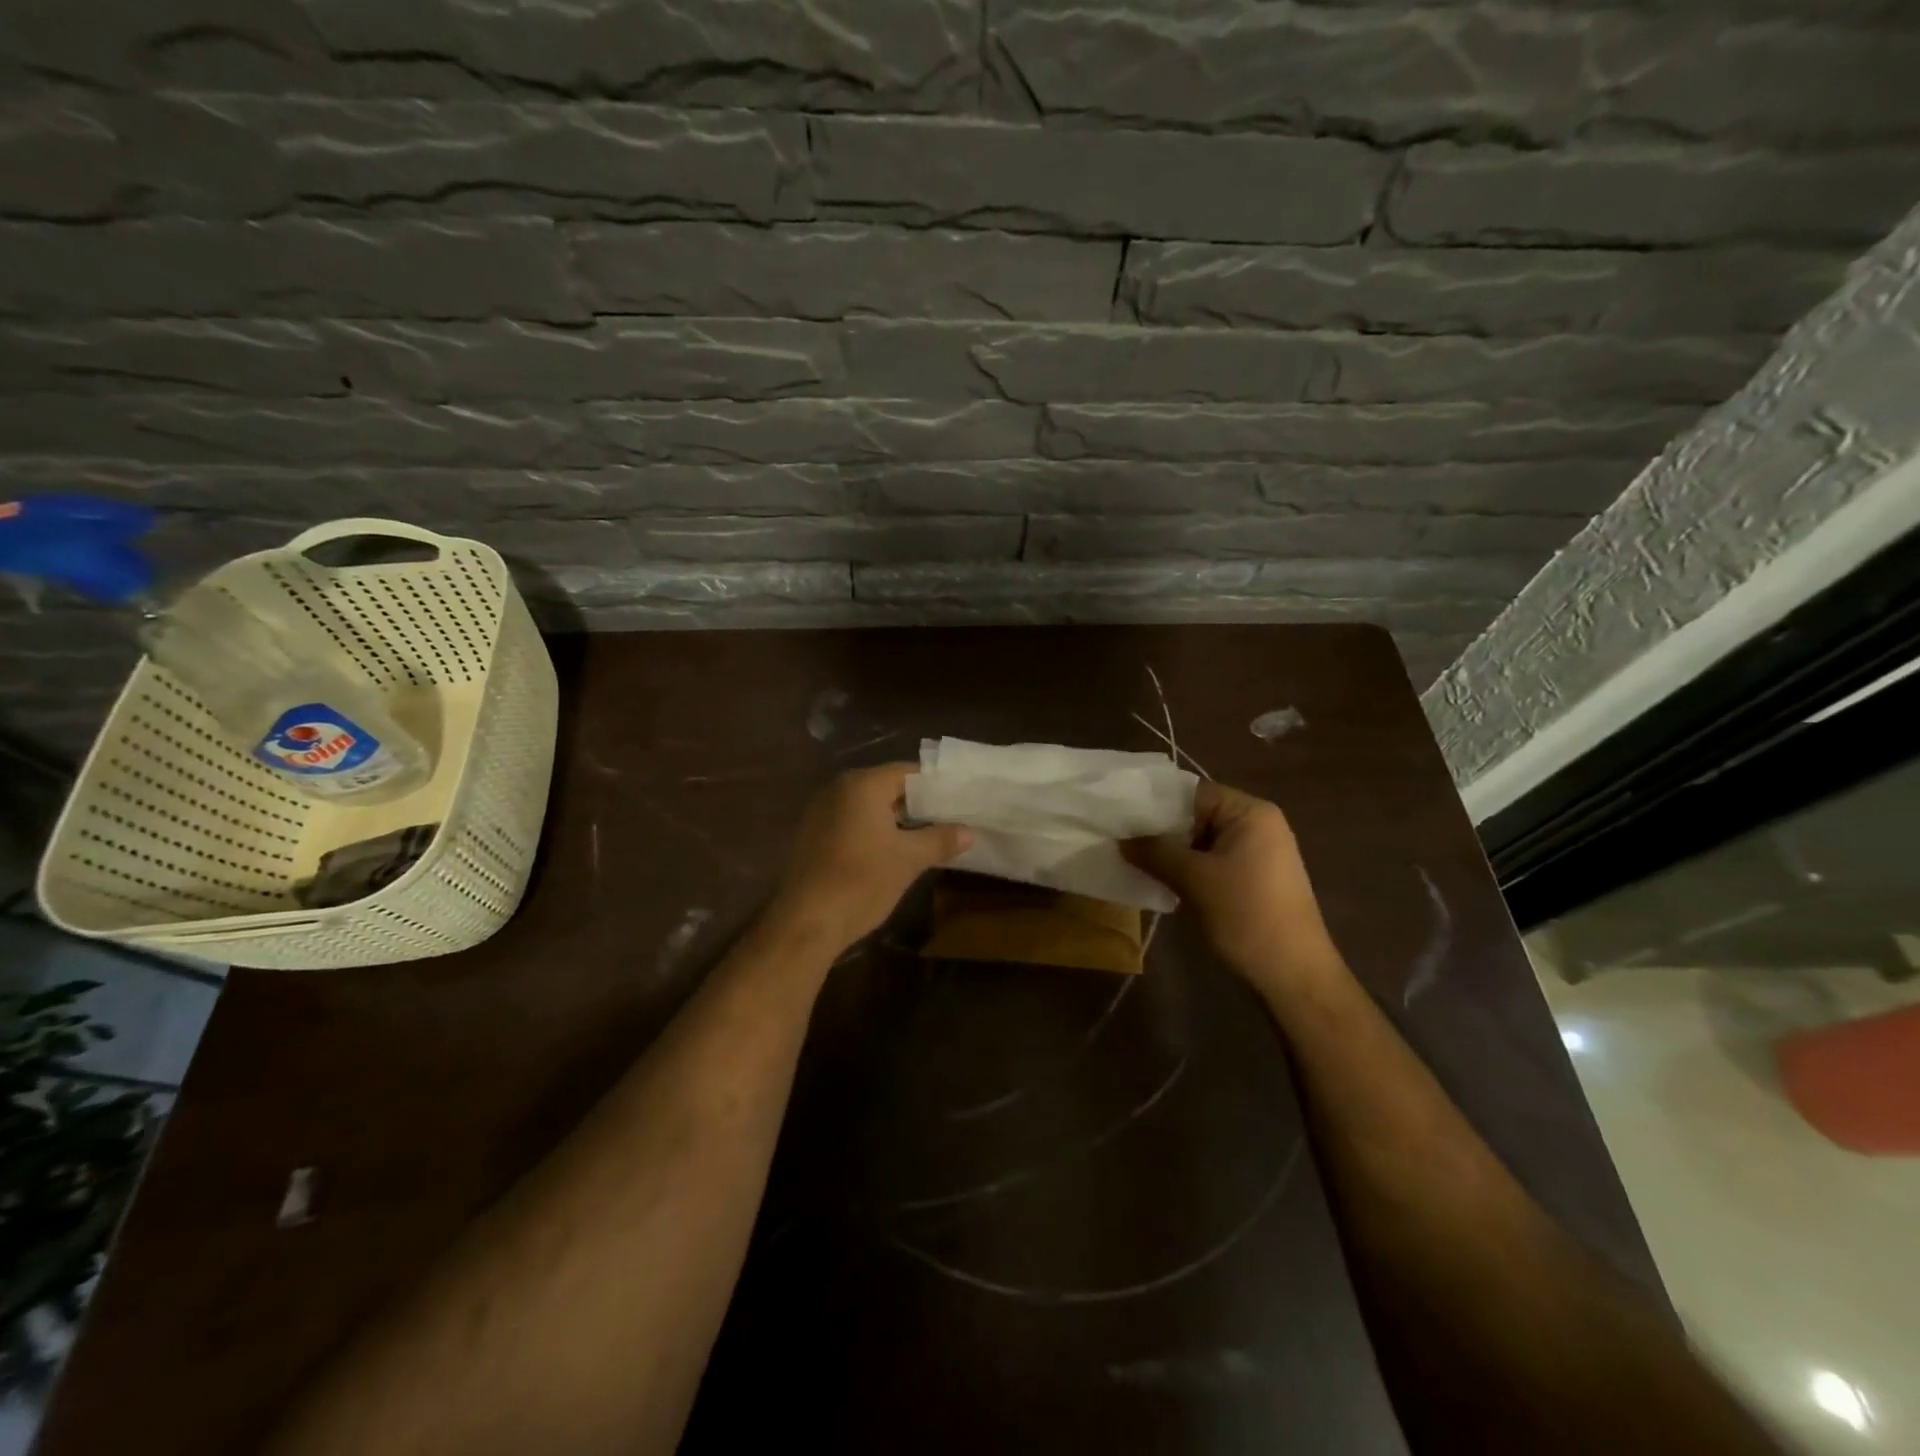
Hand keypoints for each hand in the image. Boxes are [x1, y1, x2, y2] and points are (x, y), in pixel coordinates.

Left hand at [764, 764, 972, 952]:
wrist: (807, 921)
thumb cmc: (861, 881)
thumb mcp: (909, 859)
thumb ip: (940, 839)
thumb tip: (969, 832)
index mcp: (862, 784)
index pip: (908, 772)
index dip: (936, 786)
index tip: (960, 800)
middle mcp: (838, 789)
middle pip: (887, 787)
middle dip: (918, 804)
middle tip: (951, 818)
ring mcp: (821, 811)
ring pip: (869, 807)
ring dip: (896, 819)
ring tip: (929, 835)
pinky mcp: (813, 835)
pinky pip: (852, 822)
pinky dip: (874, 831)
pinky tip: (893, 851)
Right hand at [1122, 781, 1335, 983]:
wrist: (1294, 974)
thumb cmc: (1246, 915)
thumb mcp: (1193, 880)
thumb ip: (1154, 853)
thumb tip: (1121, 840)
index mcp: (1250, 812)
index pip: (1192, 792)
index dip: (1155, 804)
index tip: (1121, 819)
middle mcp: (1257, 824)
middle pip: (1197, 814)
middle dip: (1161, 830)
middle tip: (1122, 842)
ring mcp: (1259, 852)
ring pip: (1202, 840)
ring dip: (1172, 852)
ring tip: (1135, 862)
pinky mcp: (1255, 877)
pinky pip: (1213, 860)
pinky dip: (1188, 867)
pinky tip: (1162, 881)